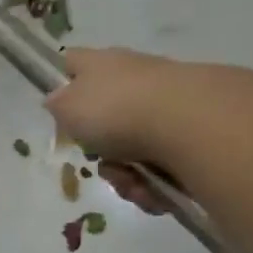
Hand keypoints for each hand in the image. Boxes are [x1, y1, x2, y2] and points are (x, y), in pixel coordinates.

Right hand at [45, 47, 193, 215]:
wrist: (192, 123)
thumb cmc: (117, 110)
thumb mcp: (67, 107)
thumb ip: (57, 104)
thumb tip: (58, 101)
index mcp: (102, 64)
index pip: (73, 62)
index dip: (63, 81)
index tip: (59, 108)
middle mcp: (136, 78)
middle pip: (104, 119)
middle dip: (99, 151)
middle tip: (100, 161)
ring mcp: (168, 103)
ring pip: (132, 149)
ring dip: (126, 175)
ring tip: (135, 184)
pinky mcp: (195, 132)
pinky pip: (162, 165)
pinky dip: (155, 183)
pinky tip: (156, 189)